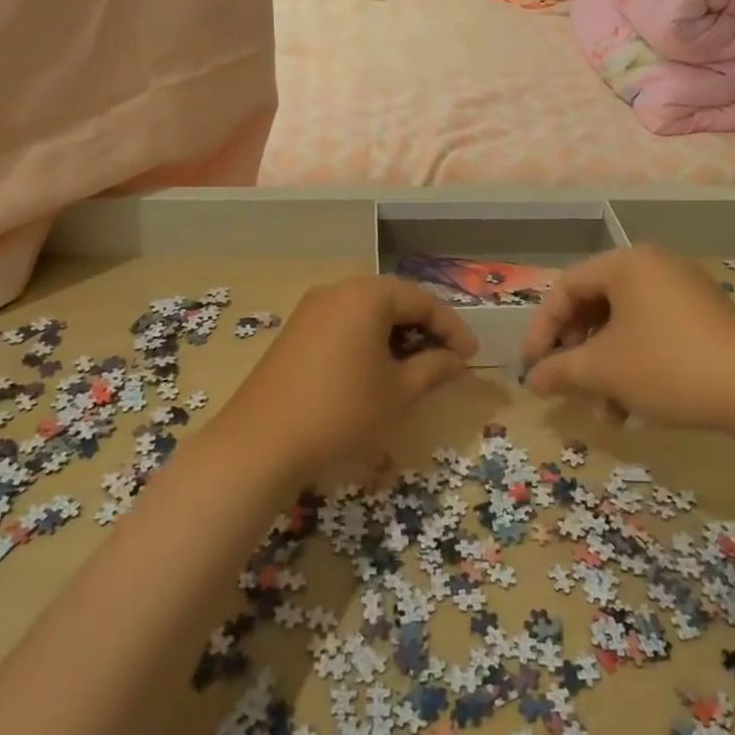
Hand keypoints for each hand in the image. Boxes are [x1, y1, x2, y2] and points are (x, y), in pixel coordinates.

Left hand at [217, 275, 477, 475]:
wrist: (262, 443)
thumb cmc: (343, 411)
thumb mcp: (399, 392)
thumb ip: (433, 368)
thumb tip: (455, 359)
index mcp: (367, 296)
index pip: (422, 301)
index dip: (452, 328)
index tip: (471, 357)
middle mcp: (338, 291)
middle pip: (394, 300)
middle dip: (424, 327)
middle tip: (447, 358)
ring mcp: (311, 310)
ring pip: (367, 312)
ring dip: (396, 334)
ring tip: (415, 366)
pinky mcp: (295, 332)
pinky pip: (344, 324)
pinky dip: (368, 341)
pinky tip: (377, 370)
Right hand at [520, 245, 734, 432]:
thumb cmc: (668, 365)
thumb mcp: (604, 369)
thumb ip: (560, 370)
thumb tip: (531, 380)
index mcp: (625, 264)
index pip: (565, 288)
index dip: (541, 330)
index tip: (531, 367)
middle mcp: (653, 266)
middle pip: (594, 305)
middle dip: (576, 352)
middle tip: (565, 383)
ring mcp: (683, 290)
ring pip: (623, 325)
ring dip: (605, 367)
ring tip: (604, 410)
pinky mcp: (703, 317)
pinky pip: (652, 332)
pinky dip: (634, 364)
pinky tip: (632, 406)